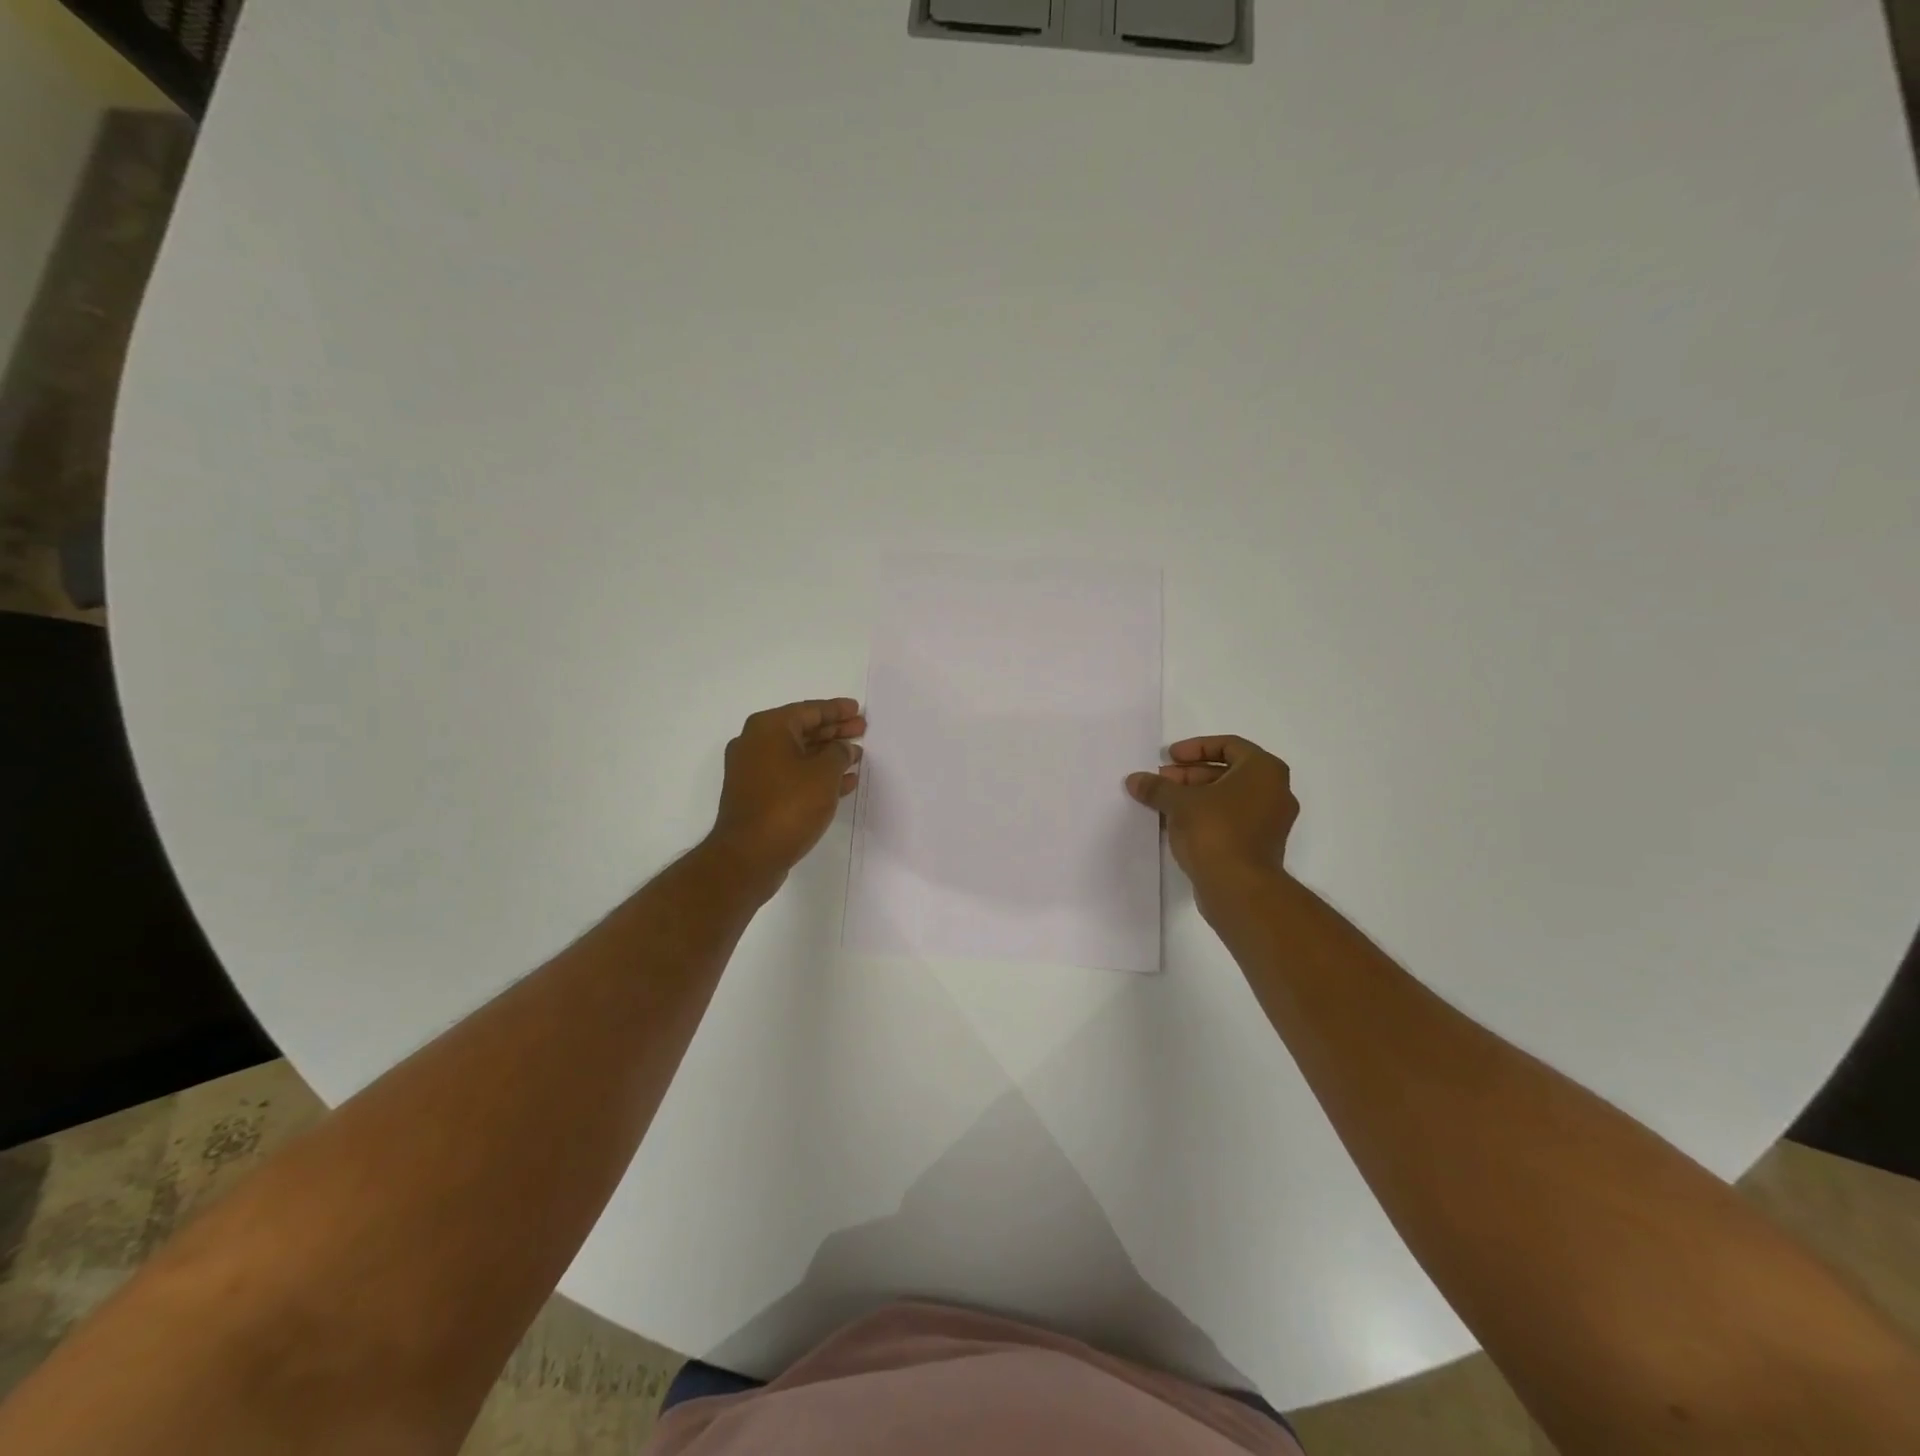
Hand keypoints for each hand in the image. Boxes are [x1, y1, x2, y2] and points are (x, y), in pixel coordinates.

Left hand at [708, 698, 864, 884]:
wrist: (749, 856)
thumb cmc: (788, 806)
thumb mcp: (824, 774)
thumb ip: (839, 753)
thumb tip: (842, 749)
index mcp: (768, 728)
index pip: (809, 710)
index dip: (836, 710)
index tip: (857, 710)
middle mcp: (755, 744)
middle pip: (802, 730)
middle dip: (833, 731)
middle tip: (861, 729)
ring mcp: (752, 771)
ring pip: (798, 754)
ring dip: (827, 755)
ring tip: (857, 756)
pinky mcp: (756, 795)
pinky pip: (791, 775)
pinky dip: (815, 775)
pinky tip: (842, 783)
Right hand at [1126, 736, 1297, 888]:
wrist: (1239, 888)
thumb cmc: (1215, 831)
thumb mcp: (1179, 803)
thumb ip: (1157, 787)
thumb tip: (1135, 779)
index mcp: (1264, 770)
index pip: (1228, 745)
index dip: (1195, 747)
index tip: (1169, 757)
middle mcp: (1275, 791)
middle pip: (1228, 771)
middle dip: (1191, 774)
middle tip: (1162, 780)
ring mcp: (1271, 821)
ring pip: (1229, 797)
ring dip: (1196, 796)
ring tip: (1164, 803)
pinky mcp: (1261, 846)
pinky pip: (1232, 819)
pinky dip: (1207, 816)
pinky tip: (1178, 824)